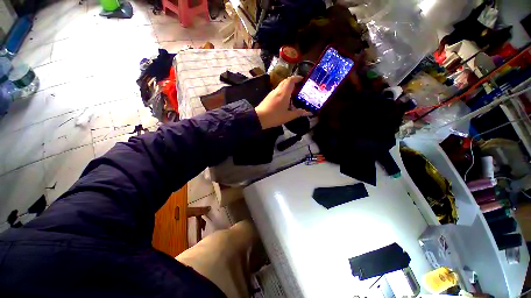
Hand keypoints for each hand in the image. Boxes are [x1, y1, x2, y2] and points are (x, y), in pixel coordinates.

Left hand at [255, 76, 311, 129]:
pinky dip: (283, 90)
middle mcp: (278, 90)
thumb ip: (298, 113)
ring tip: (293, 93)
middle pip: (286, 81)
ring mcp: (272, 92)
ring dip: (288, 86)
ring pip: (281, 85)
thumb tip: (308, 113)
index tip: (303, 79)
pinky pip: (277, 89)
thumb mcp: (288, 116)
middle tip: (299, 87)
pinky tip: (285, 98)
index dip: (297, 78)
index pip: (291, 80)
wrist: (259, 118)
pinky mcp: (268, 96)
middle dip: (293, 81)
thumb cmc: (275, 117)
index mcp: (284, 93)